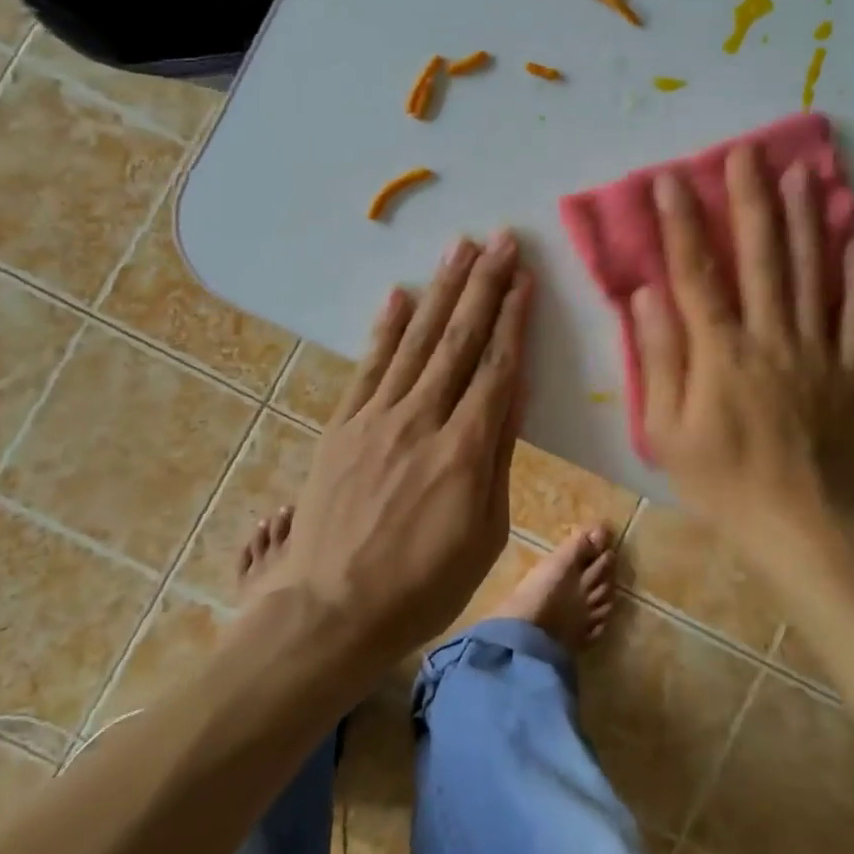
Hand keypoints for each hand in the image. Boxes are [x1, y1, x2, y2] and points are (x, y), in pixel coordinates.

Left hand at [280, 231, 530, 658]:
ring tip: (461, 248)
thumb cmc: (422, 586)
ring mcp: (376, 417)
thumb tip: (513, 393)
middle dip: (484, 285)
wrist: (329, 613)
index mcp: (464, 450)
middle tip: (502, 240)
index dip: (513, 318)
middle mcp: (421, 419)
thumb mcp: (484, 533)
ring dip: (441, 290)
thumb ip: (498, 456)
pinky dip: (386, 327)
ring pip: (416, 340)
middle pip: (458, 339)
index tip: (525, 277)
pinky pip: (369, 365)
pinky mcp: (343, 425)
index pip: (496, 367)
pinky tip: (400, 294)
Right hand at [632, 146, 853, 546]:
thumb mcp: (668, 432)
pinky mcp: (848, 371)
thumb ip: (659, 359)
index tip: (671, 179)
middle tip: (748, 152)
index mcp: (721, 352)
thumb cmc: (723, 483)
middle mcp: (771, 337)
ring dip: (805, 219)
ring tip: (801, 173)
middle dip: (751, 199)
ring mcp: (816, 351)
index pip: (696, 273)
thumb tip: (647, 296)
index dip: (681, 222)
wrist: (803, 529)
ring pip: (812, 272)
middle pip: (762, 257)